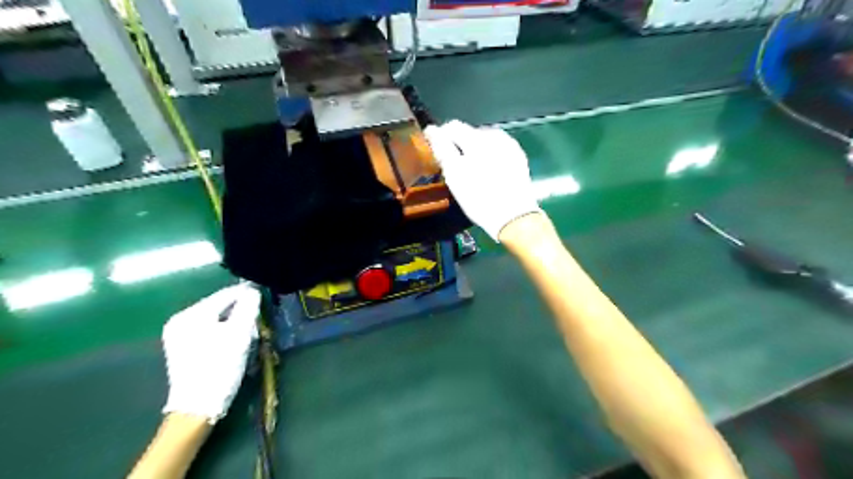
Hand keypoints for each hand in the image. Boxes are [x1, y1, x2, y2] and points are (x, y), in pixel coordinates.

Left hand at [161, 285, 259, 422]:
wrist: (197, 408)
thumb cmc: (220, 367)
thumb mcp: (239, 334)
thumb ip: (248, 308)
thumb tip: (253, 291)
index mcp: (191, 315)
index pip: (225, 295)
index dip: (247, 294)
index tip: (265, 297)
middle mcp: (180, 321)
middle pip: (220, 307)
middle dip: (240, 311)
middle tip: (258, 320)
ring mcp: (178, 335)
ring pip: (215, 319)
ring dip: (234, 322)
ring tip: (248, 332)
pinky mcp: (183, 348)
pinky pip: (209, 330)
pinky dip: (224, 332)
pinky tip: (234, 342)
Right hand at [427, 120, 538, 239]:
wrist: (514, 217)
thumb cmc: (479, 198)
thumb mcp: (455, 176)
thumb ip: (442, 149)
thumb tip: (432, 130)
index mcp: (477, 139)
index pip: (452, 126)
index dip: (440, 136)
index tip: (435, 151)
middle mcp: (495, 136)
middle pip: (469, 132)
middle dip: (458, 145)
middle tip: (453, 166)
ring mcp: (509, 145)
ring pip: (484, 140)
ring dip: (474, 150)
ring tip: (470, 170)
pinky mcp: (518, 157)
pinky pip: (497, 149)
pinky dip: (489, 156)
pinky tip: (487, 171)